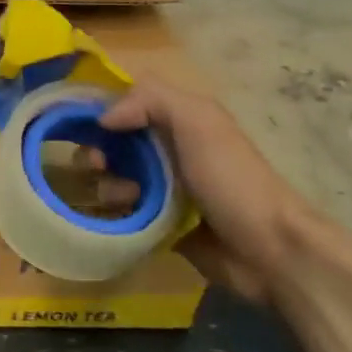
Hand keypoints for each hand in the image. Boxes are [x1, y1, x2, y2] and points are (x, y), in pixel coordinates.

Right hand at [95, 78, 319, 303]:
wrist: (269, 251)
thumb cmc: (232, 179)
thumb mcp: (198, 122)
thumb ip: (150, 100)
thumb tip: (103, 117)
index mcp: (179, 119)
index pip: (128, 100)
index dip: (101, 107)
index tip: (82, 122)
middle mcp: (168, 148)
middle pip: (114, 139)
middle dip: (98, 148)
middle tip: (99, 163)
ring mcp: (164, 186)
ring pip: (115, 175)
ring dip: (107, 182)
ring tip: (121, 196)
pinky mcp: (158, 222)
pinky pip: (122, 209)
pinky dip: (115, 209)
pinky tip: (122, 215)